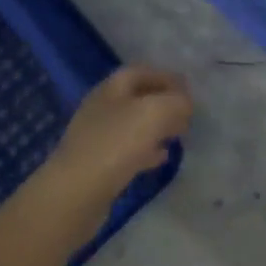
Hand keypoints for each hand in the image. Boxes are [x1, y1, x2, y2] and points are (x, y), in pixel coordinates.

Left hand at [25, 66, 192, 248]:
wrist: (75, 194)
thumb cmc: (116, 143)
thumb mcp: (157, 111)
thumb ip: (177, 101)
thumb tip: (184, 105)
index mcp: (112, 88)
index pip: (142, 71)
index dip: (167, 77)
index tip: (190, 91)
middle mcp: (102, 108)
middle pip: (138, 98)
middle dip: (164, 103)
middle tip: (187, 116)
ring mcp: (97, 138)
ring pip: (134, 125)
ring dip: (157, 128)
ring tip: (179, 136)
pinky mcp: (96, 165)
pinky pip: (127, 151)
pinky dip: (147, 151)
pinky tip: (161, 159)